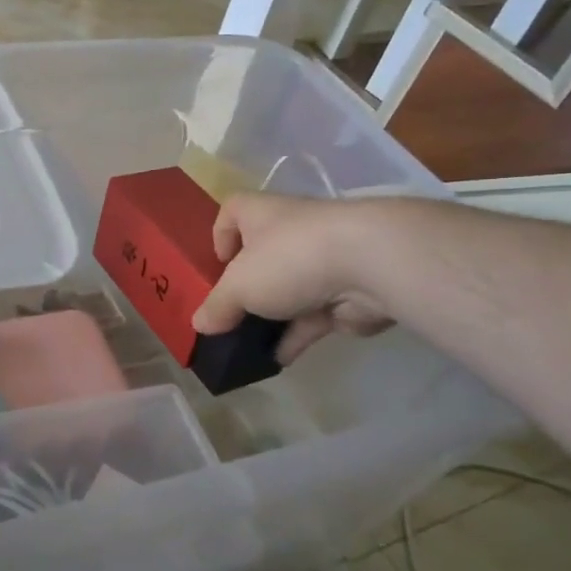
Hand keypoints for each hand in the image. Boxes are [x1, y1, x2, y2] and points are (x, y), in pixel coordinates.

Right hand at [190, 193, 395, 364]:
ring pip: (287, 290)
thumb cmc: (289, 258)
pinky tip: (276, 359)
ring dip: (269, 316)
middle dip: (245, 285)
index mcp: (261, 214)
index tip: (217, 263)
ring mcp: (320, 262)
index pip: (233, 210)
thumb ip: (217, 306)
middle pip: (261, 255)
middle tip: (228, 313)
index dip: (221, 233)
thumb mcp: (238, 285)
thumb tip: (199, 323)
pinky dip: (295, 336)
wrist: (370, 266)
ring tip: (245, 345)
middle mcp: (291, 231)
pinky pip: (312, 316)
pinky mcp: (344, 294)